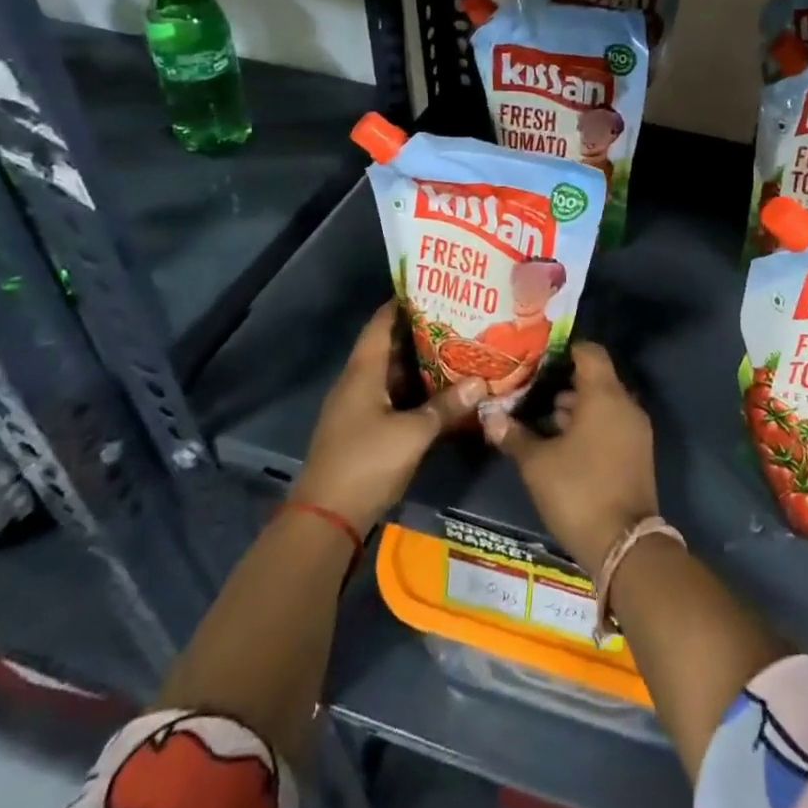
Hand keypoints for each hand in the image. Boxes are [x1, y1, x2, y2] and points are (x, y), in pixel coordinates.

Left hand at [293, 302, 484, 533]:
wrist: (326, 520)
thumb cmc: (365, 463)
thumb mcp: (413, 433)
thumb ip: (447, 407)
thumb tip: (481, 383)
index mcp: (363, 372)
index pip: (381, 322)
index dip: (404, 302)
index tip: (435, 287)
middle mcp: (358, 382)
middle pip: (390, 346)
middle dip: (422, 332)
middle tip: (460, 317)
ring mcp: (359, 407)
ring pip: (394, 374)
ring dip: (422, 363)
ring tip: (459, 347)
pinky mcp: (365, 430)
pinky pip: (394, 397)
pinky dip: (416, 390)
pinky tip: (444, 390)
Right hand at [483, 343, 657, 573]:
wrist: (625, 545)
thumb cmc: (578, 492)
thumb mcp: (537, 464)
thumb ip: (513, 435)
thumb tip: (489, 415)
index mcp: (604, 395)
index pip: (589, 351)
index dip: (563, 349)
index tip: (537, 356)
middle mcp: (625, 404)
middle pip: (595, 377)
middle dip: (563, 381)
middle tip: (530, 388)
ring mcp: (635, 429)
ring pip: (603, 402)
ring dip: (575, 405)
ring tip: (540, 417)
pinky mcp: (637, 451)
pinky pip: (611, 422)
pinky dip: (590, 424)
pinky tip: (561, 442)